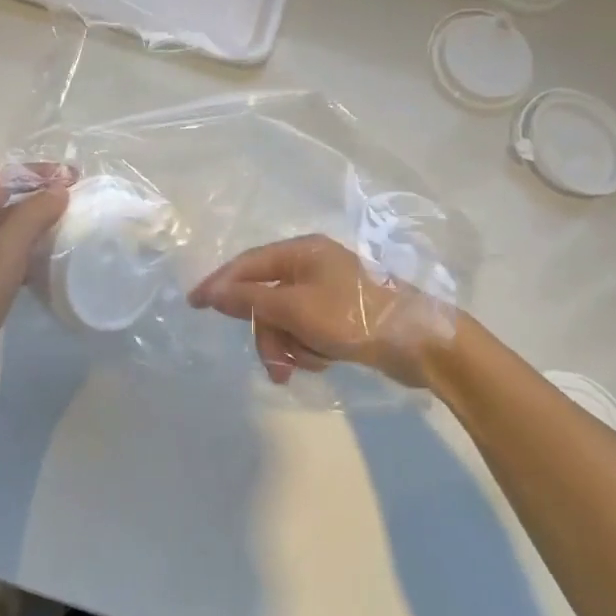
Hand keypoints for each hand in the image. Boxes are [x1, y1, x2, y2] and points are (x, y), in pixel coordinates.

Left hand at [0, 167, 71, 402]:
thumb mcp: (6, 250)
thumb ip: (34, 214)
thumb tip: (60, 189)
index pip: (2, 178)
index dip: (38, 173)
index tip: (74, 177)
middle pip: (3, 202)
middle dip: (39, 198)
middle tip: (77, 201)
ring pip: (5, 231)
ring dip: (35, 227)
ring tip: (69, 228)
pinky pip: (4, 257)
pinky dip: (26, 254)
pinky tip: (49, 263)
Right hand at [188, 234, 450, 388]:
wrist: (421, 344)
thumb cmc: (355, 317)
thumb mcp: (296, 308)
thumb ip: (251, 299)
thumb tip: (213, 291)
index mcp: (302, 252)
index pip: (247, 264)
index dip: (219, 283)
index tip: (194, 305)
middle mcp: (313, 267)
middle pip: (266, 298)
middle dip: (269, 332)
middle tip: (275, 363)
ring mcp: (328, 293)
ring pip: (286, 320)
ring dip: (291, 346)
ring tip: (310, 363)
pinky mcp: (342, 318)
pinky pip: (307, 332)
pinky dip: (311, 349)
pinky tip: (328, 361)